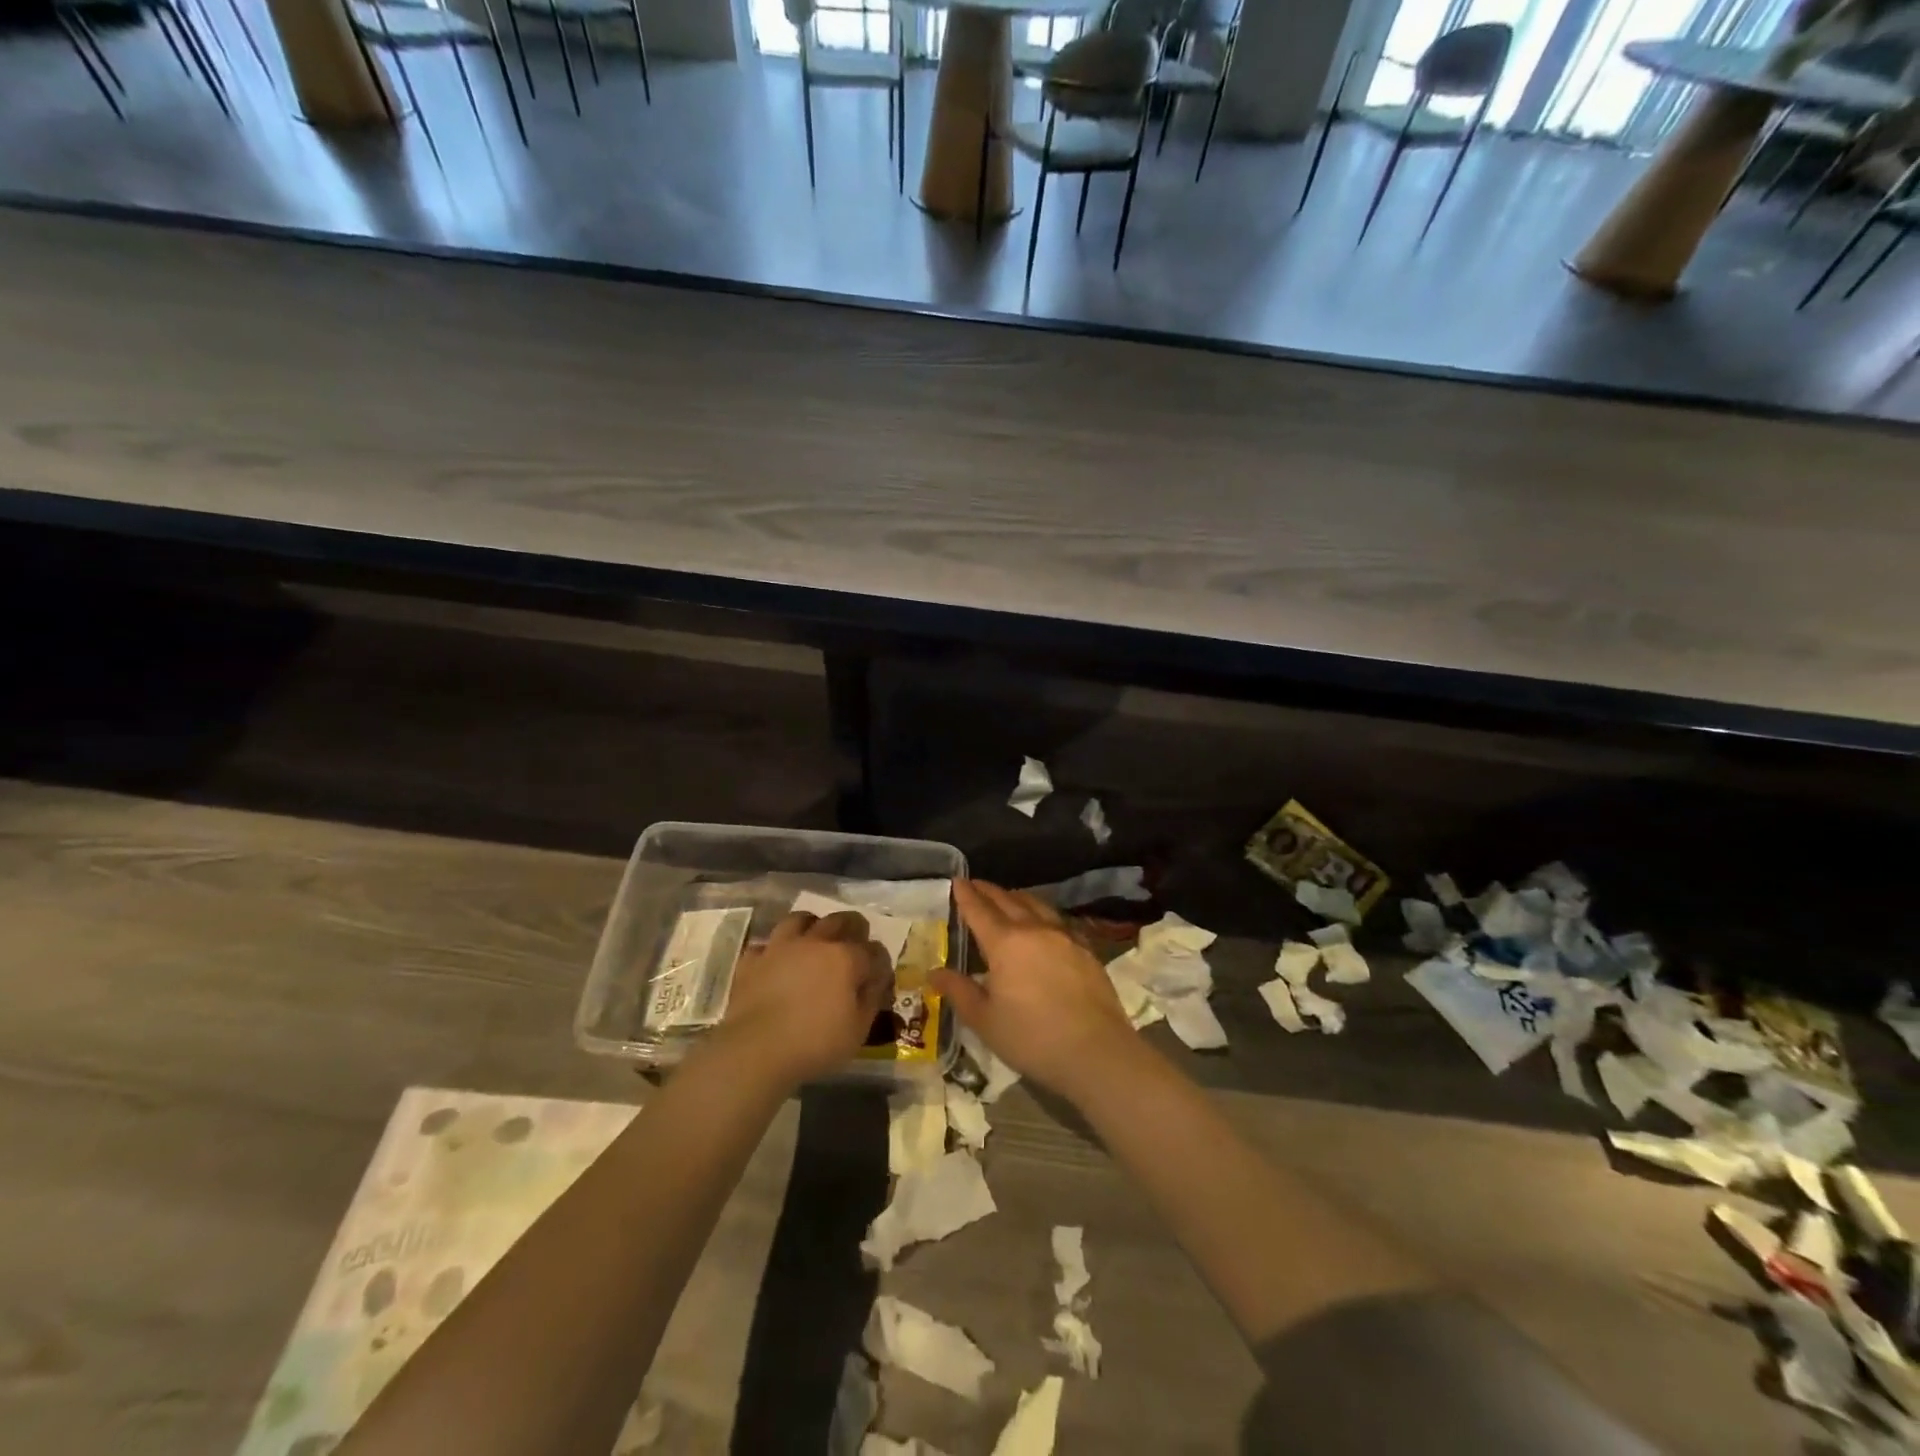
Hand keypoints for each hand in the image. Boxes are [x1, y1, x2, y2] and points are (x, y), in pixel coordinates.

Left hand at [715, 910, 891, 1086]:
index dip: (880, 960)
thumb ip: (870, 999)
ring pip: (799, 919)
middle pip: (840, 920)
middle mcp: (815, 942)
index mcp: (846, 958)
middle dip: (853, 927)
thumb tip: (875, 981)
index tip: (880, 973)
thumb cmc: (815, 1044)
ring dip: (811, 925)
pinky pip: (765, 945)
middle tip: (854, 942)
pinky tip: (776, 962)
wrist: (755, 1050)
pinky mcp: (752, 960)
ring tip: (813, 939)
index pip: (873, 949)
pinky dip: (773, 950)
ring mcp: (780, 947)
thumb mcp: (858, 1030)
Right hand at [932, 880, 1143, 1103]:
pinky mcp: (1086, 949)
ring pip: (1037, 905)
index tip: (957, 880)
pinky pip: (1058, 920)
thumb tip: (934, 973)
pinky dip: (1042, 914)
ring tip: (1008, 898)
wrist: (1096, 1051)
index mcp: (1005, 943)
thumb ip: (959, 991)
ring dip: (1017, 898)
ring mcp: (1064, 936)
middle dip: (989, 891)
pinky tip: (1044, 924)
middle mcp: (1034, 929)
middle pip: (1008, 901)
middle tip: (976, 885)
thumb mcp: (985, 1020)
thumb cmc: (1032, 1038)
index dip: (966, 895)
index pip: (979, 910)